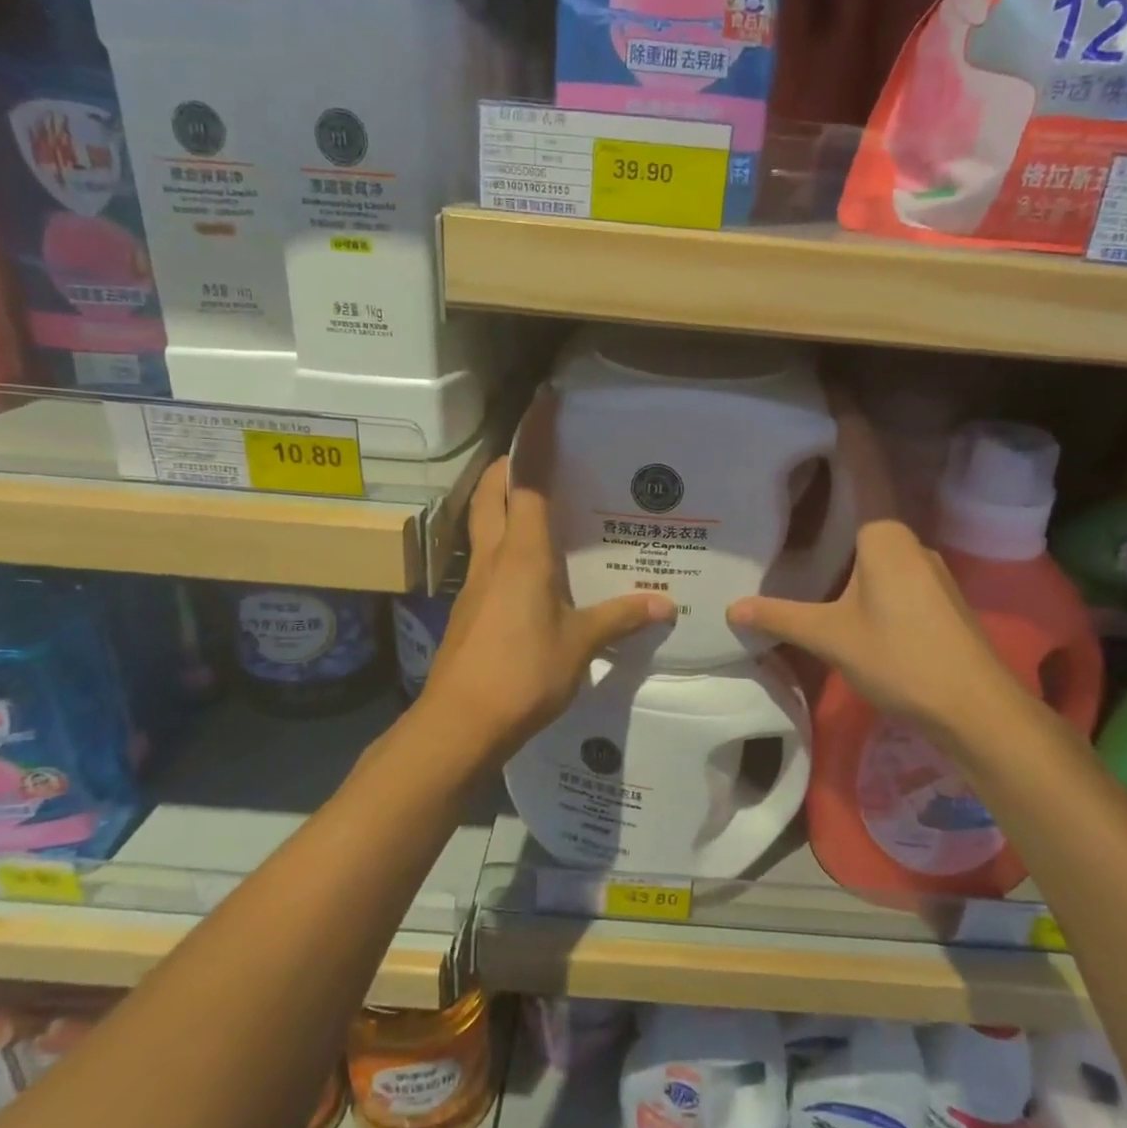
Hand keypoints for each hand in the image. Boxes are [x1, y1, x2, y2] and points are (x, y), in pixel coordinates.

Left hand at [420, 395, 674, 754]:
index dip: (536, 440)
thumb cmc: (523, 672)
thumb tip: (665, 605)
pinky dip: (504, 542)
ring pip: (483, 523)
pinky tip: (529, 565)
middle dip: (509, 465)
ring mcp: (475, 582)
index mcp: (522, 553)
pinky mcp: (469, 607)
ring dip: (502, 501)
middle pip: (492, 493)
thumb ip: (620, 618)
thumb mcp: (581, 644)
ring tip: (538, 501)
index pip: (528, 482)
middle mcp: (493, 556)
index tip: (545, 404)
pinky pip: (486, 557)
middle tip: (540, 454)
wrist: (461, 722)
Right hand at [727, 397, 1025, 745]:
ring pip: (877, 537)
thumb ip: (782, 617)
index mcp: (885, 538)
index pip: (865, 467)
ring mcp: (926, 571)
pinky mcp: (933, 598)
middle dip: (836, 479)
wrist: (977, 709)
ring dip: (847, 527)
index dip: (849, 427)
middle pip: (869, 499)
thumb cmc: (903, 658)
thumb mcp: (833, 637)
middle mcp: (909, 543)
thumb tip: (732, 610)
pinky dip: (859, 559)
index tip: (833, 388)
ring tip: (805, 524)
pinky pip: (887, 564)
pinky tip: (838, 578)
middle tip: (794, 465)